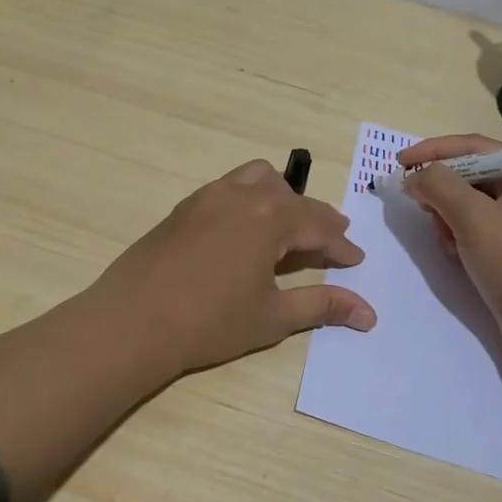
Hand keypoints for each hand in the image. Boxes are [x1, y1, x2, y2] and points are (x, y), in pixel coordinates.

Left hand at [91, 159, 376, 379]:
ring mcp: (207, 197)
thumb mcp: (272, 316)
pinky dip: (249, 200)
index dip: (340, 245)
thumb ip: (322, 305)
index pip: (318, 225)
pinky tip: (244, 232)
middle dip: (316, 218)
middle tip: (331, 241)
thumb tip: (368, 313)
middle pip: (291, 197)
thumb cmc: (210, 322)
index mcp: (269, 216)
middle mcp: (241, 195)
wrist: (132, 321)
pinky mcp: (183, 208)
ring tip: (288, 227)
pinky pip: (228, 189)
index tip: (355, 260)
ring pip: (257, 179)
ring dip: (281, 198)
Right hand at [396, 134, 501, 365]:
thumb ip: (439, 186)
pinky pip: (478, 230)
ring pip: (471, 205)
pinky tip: (457, 257)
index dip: (434, 151)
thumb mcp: (474, 219)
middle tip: (421, 208)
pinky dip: (460, 237)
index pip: (475, 147)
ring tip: (446, 241)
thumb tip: (414, 177)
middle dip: (443, 192)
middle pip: (472, 176)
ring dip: (449, 219)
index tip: (400, 163)